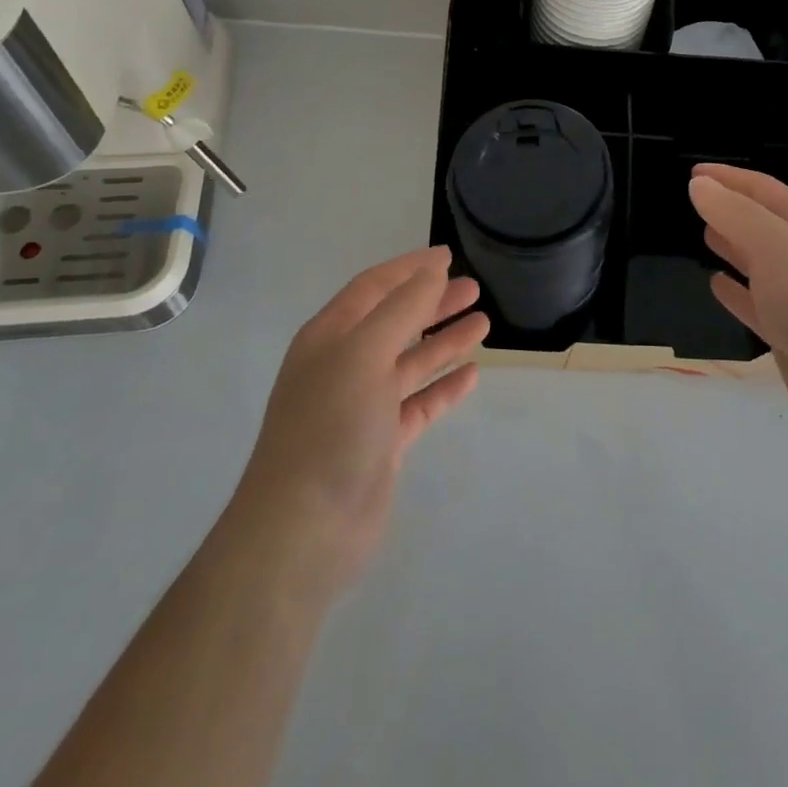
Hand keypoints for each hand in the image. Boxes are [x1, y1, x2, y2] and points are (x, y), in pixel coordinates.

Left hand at [228, 247, 488, 598]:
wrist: (304, 530)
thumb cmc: (330, 427)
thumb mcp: (364, 354)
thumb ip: (401, 310)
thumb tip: (431, 272)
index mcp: (330, 337)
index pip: (374, 287)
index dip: (410, 268)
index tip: (447, 256)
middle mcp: (344, 366)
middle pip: (396, 321)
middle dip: (433, 302)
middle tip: (473, 288)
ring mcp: (363, 406)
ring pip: (411, 362)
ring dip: (444, 341)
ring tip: (483, 321)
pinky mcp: (382, 443)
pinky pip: (419, 404)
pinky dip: (444, 388)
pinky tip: (472, 375)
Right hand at [690, 164, 787, 458]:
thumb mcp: (776, 246)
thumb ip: (735, 214)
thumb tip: (699, 185)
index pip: (763, 190)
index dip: (728, 178)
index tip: (692, 171)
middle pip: (761, 223)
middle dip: (729, 208)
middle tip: (692, 199)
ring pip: (757, 262)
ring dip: (731, 245)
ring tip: (701, 234)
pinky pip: (755, 305)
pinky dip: (734, 292)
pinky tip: (715, 284)